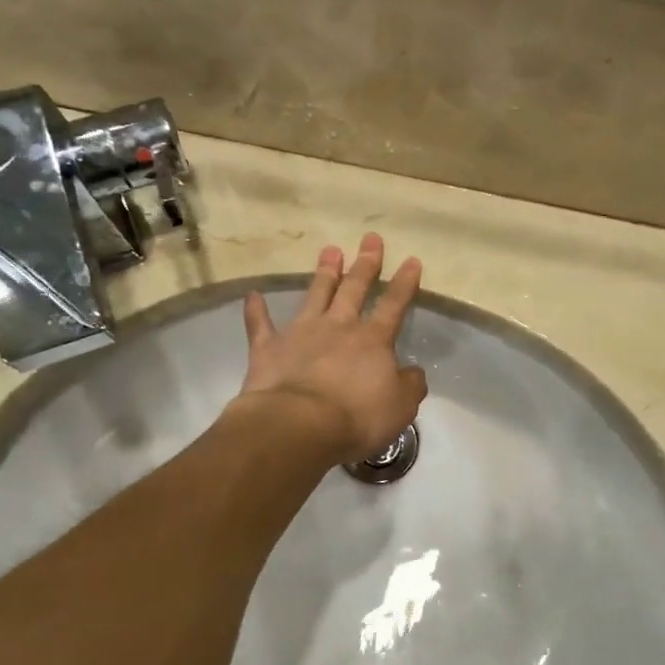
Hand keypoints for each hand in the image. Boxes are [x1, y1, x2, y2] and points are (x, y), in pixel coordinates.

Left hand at [238, 234, 427, 464]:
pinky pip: (260, 325)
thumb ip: (410, 385)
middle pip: (353, 289)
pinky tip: (252, 295)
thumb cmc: (356, 417)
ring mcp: (300, 333)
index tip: (411, 260)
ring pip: (315, 295)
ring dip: (324, 273)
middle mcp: (338, 327)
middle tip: (370, 238)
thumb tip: (412, 372)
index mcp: (372, 340)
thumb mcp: (401, 406)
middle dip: (365, 263)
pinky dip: (256, 310)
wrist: (297, 425)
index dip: (404, 283)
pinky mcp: (268, 348)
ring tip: (330, 249)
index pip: (393, 305)